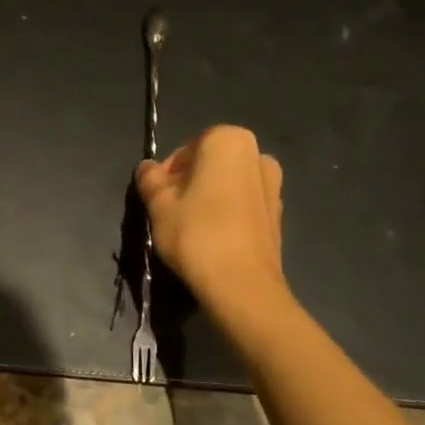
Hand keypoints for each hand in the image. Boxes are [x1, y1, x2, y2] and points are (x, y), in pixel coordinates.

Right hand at [136, 125, 287, 322]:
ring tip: (189, 227)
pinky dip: (227, 213)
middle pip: (210, 164)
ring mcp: (273, 184)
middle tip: (169, 211)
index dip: (167, 172)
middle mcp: (258, 154)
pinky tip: (212, 238)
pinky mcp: (278, 214)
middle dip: (188, 182)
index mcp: (229, 140)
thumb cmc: (196, 234)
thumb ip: (150, 180)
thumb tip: (147, 168)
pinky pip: (243, 204)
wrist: (242, 285)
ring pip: (228, 184)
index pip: (187, 148)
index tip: (156, 197)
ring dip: (208, 197)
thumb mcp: (159, 205)